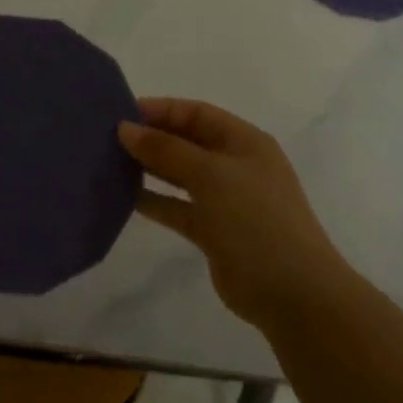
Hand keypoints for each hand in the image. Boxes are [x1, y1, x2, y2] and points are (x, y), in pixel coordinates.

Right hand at [118, 98, 347, 328]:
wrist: (293, 293)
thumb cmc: (255, 219)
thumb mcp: (210, 175)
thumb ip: (166, 150)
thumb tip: (125, 128)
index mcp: (244, 142)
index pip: (197, 113)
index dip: (161, 110)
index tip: (121, 112)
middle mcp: (235, 166)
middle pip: (187, 142)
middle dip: (152, 137)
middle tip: (108, 138)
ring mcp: (226, 200)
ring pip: (181, 175)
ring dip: (150, 168)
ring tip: (111, 163)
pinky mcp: (214, 232)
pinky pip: (179, 208)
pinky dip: (156, 201)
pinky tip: (126, 197)